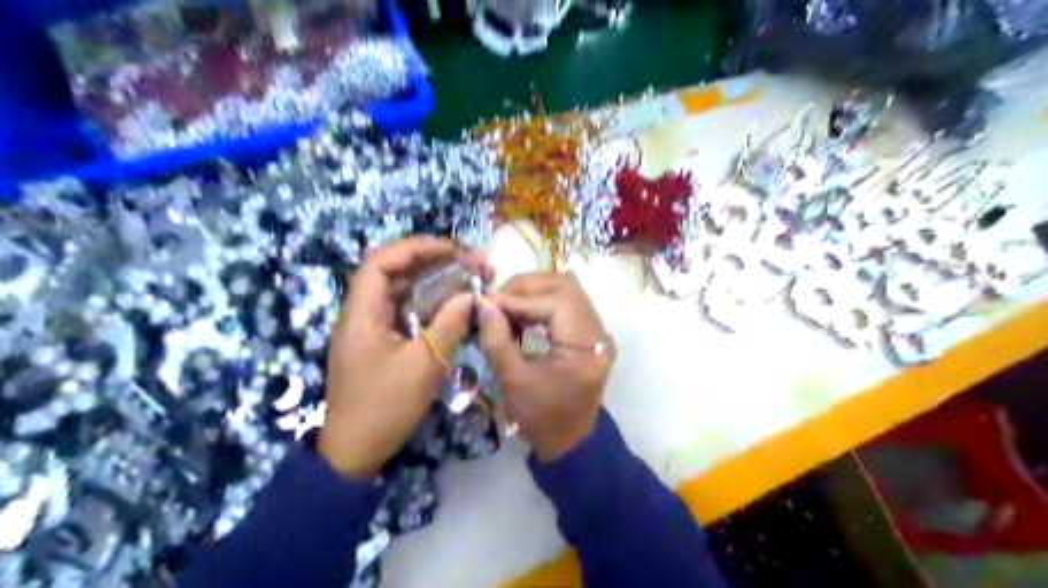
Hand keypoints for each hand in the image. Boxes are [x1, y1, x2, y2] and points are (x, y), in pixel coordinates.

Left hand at [318, 238, 483, 479]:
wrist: (354, 453)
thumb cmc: (385, 407)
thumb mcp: (423, 365)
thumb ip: (448, 324)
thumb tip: (470, 295)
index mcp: (361, 313)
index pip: (381, 261)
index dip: (416, 248)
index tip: (453, 250)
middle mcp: (361, 314)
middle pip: (393, 273)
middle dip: (433, 262)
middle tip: (471, 263)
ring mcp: (369, 329)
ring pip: (401, 292)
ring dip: (433, 282)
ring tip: (468, 278)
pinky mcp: (379, 344)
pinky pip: (404, 313)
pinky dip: (428, 305)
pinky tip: (452, 306)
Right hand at [478, 273, 614, 461]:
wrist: (570, 444)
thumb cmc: (541, 419)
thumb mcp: (512, 381)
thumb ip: (497, 338)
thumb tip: (483, 302)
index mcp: (586, 347)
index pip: (555, 302)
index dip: (518, 298)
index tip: (487, 303)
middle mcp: (598, 333)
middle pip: (565, 286)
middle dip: (527, 287)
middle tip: (497, 300)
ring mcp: (597, 332)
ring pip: (567, 291)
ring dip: (534, 292)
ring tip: (506, 307)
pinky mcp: (589, 334)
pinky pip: (567, 304)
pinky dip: (542, 303)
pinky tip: (521, 316)